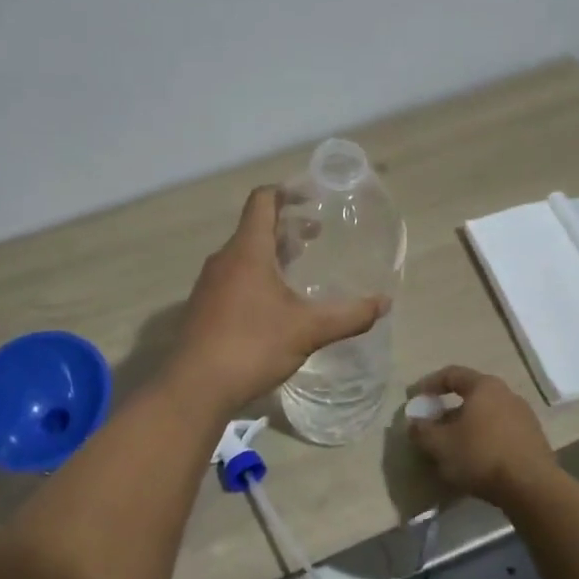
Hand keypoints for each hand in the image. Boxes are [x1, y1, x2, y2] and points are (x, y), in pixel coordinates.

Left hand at [167, 187, 388, 414]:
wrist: (195, 387)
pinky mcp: (204, 308)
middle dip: (287, 226)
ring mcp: (210, 284)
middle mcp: (224, 259)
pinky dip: (257, 276)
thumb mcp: (307, 330)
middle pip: (255, 228)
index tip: (312, 195)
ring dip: (272, 253)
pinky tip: (275, 304)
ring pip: (244, 255)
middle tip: (317, 234)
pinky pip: (234, 278)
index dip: (287, 191)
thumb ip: (348, 315)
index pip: (262, 201)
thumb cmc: (252, 346)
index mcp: (247, 250)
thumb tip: (383, 303)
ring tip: (300, 267)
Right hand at [408, 366, 553, 504]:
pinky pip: (501, 432)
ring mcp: (524, 417)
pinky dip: (484, 440)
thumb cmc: (481, 456)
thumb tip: (414, 424)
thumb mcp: (440, 445)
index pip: (452, 374)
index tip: (415, 398)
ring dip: (467, 427)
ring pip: (486, 415)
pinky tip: (476, 460)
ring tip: (452, 447)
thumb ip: (422, 431)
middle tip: (433, 426)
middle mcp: (507, 394)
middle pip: (471, 396)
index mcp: (484, 387)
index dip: (429, 384)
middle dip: (448, 410)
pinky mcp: (534, 440)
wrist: (532, 488)